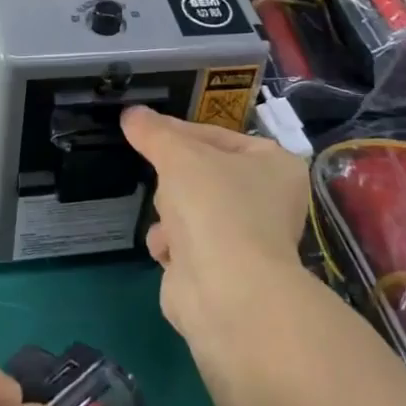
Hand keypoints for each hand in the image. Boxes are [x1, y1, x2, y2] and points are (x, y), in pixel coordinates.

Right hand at [120, 106, 311, 337]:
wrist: (226, 292)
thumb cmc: (215, 207)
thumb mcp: (179, 155)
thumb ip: (153, 132)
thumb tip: (131, 113)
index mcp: (274, 165)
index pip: (217, 136)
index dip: (179, 132)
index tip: (145, 130)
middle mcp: (267, 200)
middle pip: (200, 173)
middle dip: (176, 181)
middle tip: (169, 183)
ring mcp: (245, 238)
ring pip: (189, 208)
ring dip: (170, 214)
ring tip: (172, 225)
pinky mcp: (222, 270)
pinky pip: (184, 243)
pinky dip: (171, 245)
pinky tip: (170, 251)